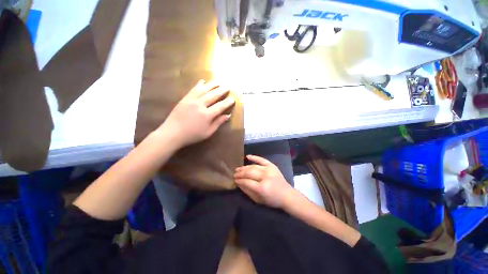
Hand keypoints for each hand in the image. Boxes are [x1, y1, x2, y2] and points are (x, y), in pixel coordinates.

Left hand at [157, 80, 234, 147]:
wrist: (173, 133)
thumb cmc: (192, 135)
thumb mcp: (208, 132)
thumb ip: (218, 122)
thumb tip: (228, 116)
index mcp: (207, 115)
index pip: (220, 106)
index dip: (227, 102)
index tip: (233, 99)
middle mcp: (200, 105)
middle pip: (213, 95)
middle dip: (222, 90)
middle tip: (228, 86)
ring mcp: (192, 100)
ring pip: (204, 90)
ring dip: (212, 84)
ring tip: (219, 81)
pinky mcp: (185, 99)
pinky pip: (193, 89)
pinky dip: (199, 84)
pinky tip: (203, 81)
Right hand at [234, 155, 296, 208]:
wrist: (287, 194)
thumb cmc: (272, 200)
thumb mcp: (258, 200)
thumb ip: (247, 191)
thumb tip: (238, 183)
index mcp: (262, 188)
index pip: (247, 182)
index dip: (239, 180)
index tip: (235, 180)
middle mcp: (265, 177)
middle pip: (249, 173)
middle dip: (240, 173)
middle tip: (235, 174)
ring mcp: (269, 170)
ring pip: (253, 166)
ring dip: (244, 167)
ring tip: (238, 168)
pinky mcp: (272, 166)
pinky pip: (262, 160)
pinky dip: (254, 157)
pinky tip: (247, 157)